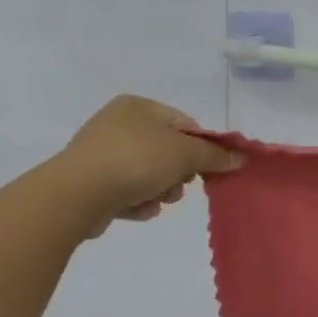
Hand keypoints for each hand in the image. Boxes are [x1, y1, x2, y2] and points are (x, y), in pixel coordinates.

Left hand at [51, 96, 243, 237]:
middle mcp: (117, 124)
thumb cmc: (135, 161)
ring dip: (160, 191)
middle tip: (179, 188)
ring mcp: (101, 153)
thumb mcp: (184, 153)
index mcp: (138, 106)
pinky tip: (138, 210)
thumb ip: (214, 155)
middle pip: (166, 150)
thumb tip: (240, 158)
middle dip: (178, 174)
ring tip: (157, 202)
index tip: (210, 169)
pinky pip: (126, 191)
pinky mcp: (91, 182)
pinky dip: (137, 201)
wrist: (77, 194)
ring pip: (148, 173)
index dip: (202, 147)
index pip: (183, 123)